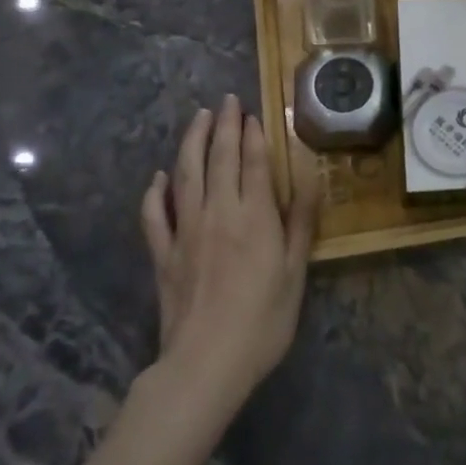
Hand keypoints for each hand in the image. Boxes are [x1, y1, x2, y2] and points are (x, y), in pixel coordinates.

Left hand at [139, 96, 316, 408]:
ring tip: (198, 118)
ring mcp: (185, 231)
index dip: (253, 135)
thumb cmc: (263, 321)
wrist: (206, 363)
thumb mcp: (295, 273)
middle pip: (219, 159)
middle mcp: (218, 213)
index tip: (252, 112)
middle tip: (226, 101)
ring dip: (191, 143)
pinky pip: (154, 215)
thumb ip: (300, 222)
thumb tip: (311, 178)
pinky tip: (158, 177)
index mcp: (255, 217)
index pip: (253, 163)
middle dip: (224, 126)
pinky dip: (155, 192)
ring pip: (186, 175)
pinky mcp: (163, 254)